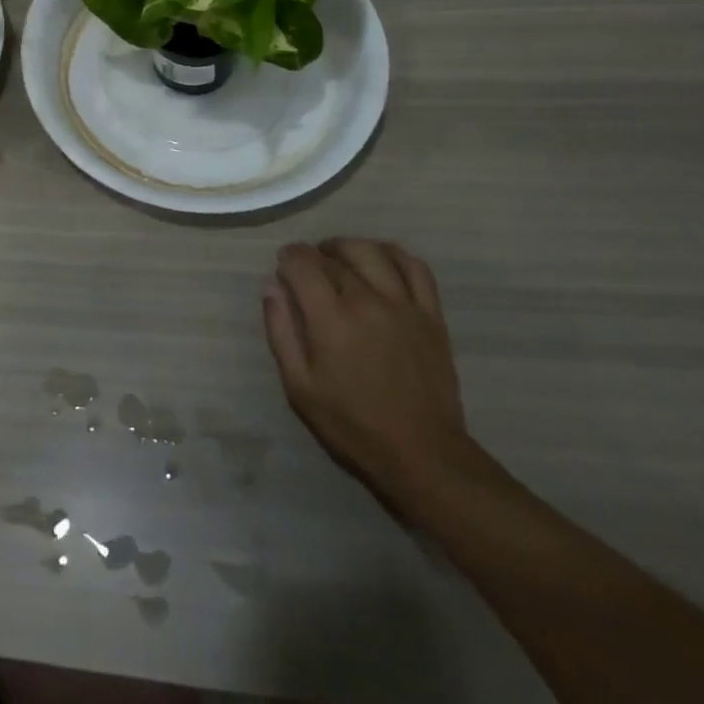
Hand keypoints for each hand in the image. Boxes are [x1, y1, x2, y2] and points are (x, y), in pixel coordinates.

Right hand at [262, 238, 473, 502]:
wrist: (424, 455)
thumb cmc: (353, 424)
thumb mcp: (299, 387)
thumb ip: (280, 331)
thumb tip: (272, 286)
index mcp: (331, 319)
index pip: (302, 263)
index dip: (287, 257)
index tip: (282, 267)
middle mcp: (367, 301)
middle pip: (333, 257)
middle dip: (312, 257)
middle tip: (306, 272)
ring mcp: (403, 305)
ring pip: (371, 251)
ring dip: (347, 247)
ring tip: (338, 259)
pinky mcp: (431, 315)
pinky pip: (415, 267)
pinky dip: (393, 254)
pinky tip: (379, 262)